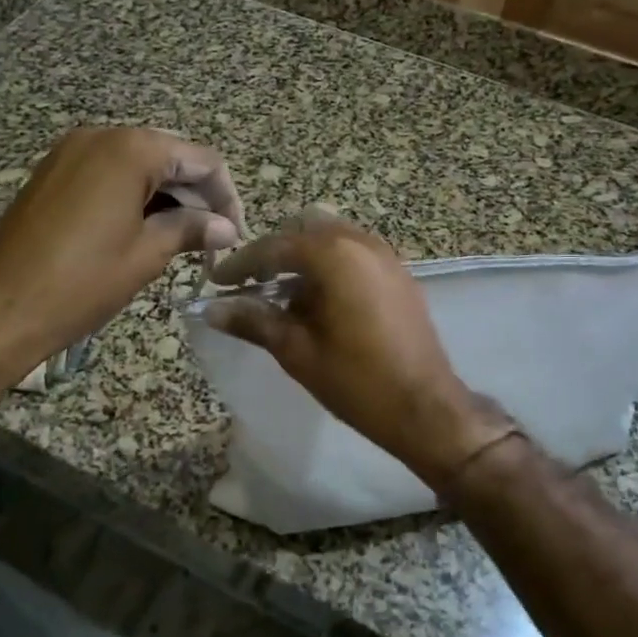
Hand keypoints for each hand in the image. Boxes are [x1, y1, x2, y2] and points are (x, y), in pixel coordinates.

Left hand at [0, 128, 244, 426]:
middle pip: (170, 156)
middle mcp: (101, 136)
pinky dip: (135, 196)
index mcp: (130, 148)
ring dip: (167, 197)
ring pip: (140, 165)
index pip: (201, 160)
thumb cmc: (81, 282)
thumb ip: (192, 228)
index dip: (226, 196)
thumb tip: (227, 228)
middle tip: (214, 240)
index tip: (235, 233)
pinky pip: (109, 173)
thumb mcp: (147, 254)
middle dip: (198, 195)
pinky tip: (146, 229)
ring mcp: (71, 152)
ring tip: (185, 239)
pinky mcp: (53, 172)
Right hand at [202, 210, 515, 489]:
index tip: (216, 282)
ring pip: (333, 237)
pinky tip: (319, 302)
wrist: (426, 408)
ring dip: (304, 256)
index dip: (241, 264)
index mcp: (335, 254)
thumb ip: (254, 321)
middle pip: (306, 228)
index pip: (275, 246)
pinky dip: (331, 264)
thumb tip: (211, 310)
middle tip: (252, 284)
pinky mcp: (399, 273)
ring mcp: (385, 255)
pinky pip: (355, 252)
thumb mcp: (297, 351)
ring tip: (284, 296)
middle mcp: (362, 242)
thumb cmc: (357, 380)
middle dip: (275, 251)